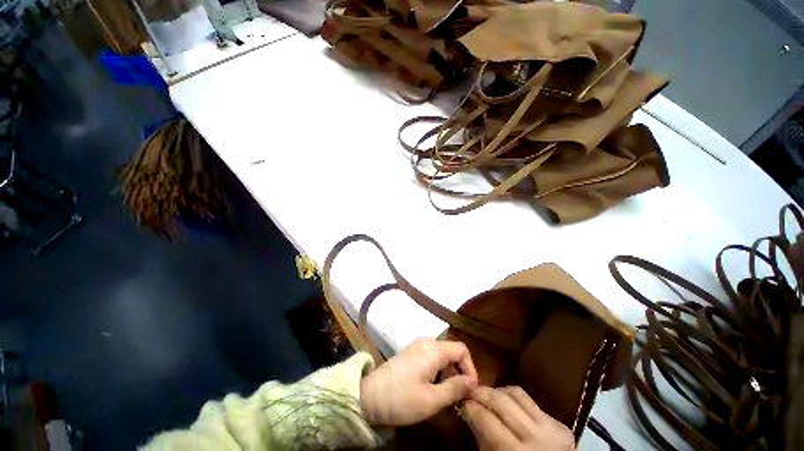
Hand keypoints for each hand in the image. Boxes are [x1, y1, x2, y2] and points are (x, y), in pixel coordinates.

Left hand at [360, 338, 477, 425]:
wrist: (362, 400)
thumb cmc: (400, 400)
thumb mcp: (432, 399)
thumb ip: (456, 389)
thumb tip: (472, 382)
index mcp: (432, 350)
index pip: (463, 350)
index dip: (471, 369)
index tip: (470, 390)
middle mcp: (423, 345)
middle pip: (451, 354)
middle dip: (459, 374)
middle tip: (460, 396)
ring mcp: (411, 352)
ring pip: (440, 360)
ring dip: (447, 377)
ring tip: (446, 397)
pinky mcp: (403, 361)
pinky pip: (428, 363)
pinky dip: (435, 376)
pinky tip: (431, 393)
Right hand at [463, 386, 574, 450]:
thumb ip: (484, 440)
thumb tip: (469, 414)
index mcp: (512, 450)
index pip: (488, 420)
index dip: (472, 408)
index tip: (461, 401)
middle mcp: (533, 435)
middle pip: (504, 403)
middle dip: (483, 393)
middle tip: (469, 390)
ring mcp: (550, 426)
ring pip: (521, 396)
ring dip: (500, 391)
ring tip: (487, 393)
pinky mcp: (560, 422)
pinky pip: (535, 404)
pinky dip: (517, 401)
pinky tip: (509, 404)